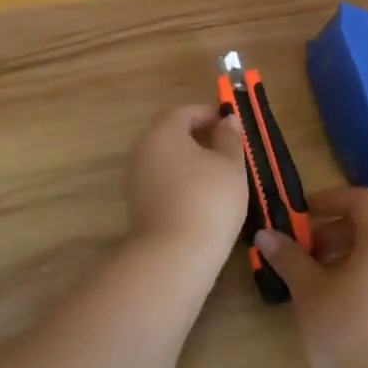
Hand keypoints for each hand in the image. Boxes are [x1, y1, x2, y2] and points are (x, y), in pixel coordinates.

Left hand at [124, 104, 247, 262]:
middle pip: (172, 134)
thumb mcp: (231, 164)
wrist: (174, 256)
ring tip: (220, 173)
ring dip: (191, 160)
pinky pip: (162, 181)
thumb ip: (229, 138)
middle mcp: (143, 150)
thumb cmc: (208, 199)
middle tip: (228, 147)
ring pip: (167, 159)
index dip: (209, 114)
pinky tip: (203, 196)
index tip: (231, 123)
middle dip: (200, 136)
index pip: (185, 112)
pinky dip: (182, 180)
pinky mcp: (138, 205)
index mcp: (163, 132)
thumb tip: (227, 120)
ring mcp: (136, 179)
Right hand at [253, 186, 367, 367]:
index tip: (301, 215)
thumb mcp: (309, 291)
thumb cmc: (346, 332)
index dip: (330, 199)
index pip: (362, 199)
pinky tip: (331, 304)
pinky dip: (355, 276)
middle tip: (300, 250)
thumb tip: (265, 234)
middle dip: (331, 230)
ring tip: (310, 280)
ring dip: (341, 255)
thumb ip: (289, 257)